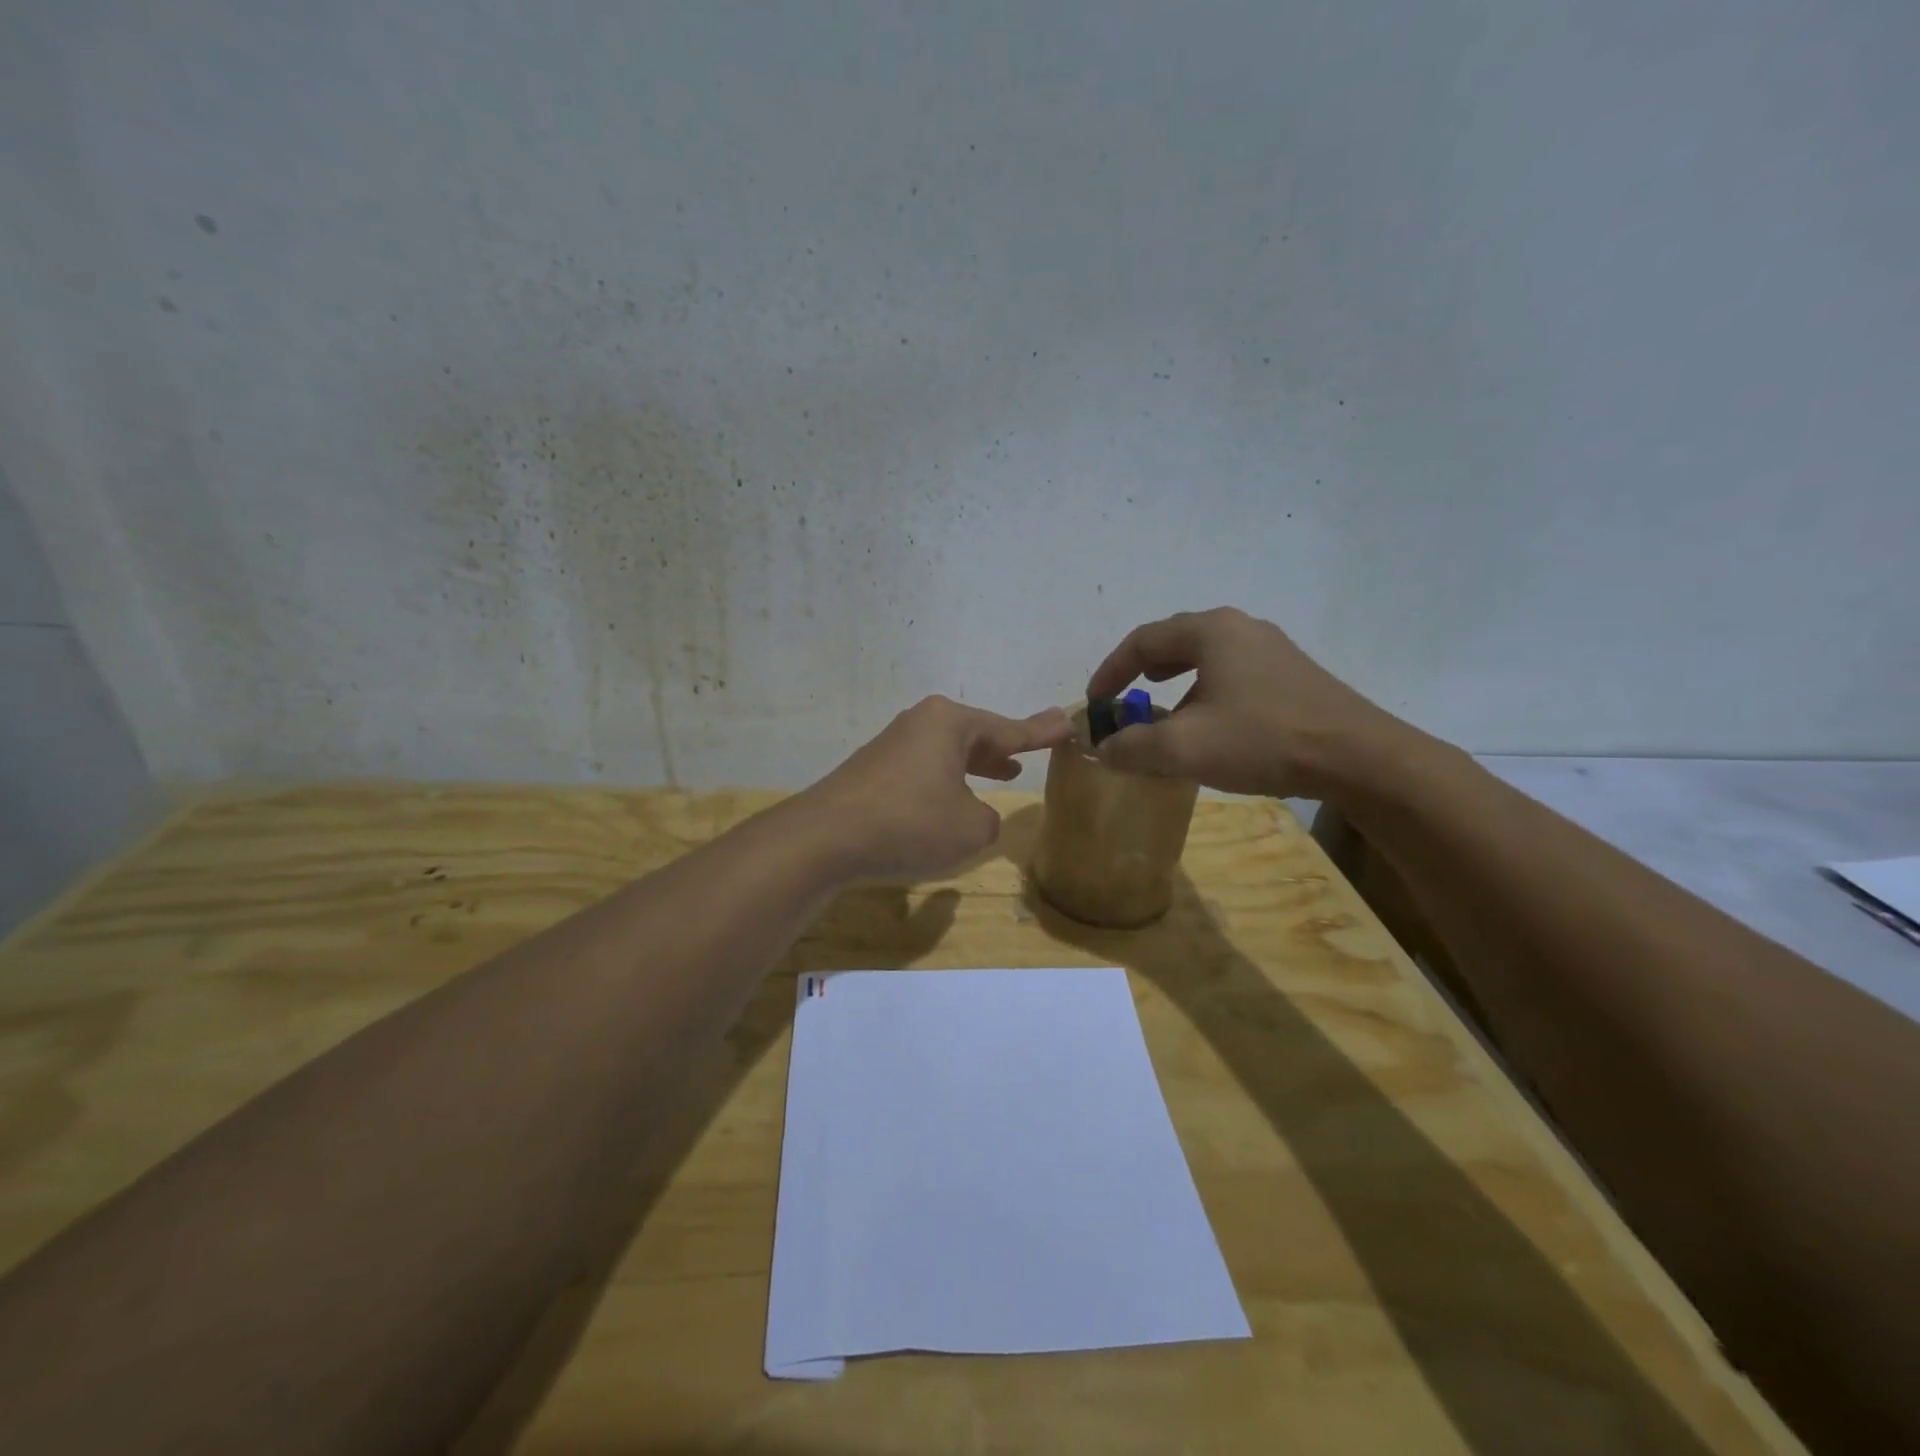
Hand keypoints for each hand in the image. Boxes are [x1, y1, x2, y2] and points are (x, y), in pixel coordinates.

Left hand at [799, 696, 1072, 880]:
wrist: (826, 838)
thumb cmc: (911, 822)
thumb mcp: (971, 828)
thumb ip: (988, 819)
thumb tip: (974, 814)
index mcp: (949, 723)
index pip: (1007, 729)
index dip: (1039, 732)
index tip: (1066, 723)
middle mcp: (920, 724)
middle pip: (974, 734)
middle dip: (1002, 747)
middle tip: (1029, 752)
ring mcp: (892, 745)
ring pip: (946, 752)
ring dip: (973, 765)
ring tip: (1000, 774)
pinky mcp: (872, 771)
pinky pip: (923, 769)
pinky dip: (945, 780)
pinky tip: (949, 801)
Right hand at [1086, 607, 1412, 797]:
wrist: (1357, 757)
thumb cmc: (1261, 740)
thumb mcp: (1184, 748)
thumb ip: (1133, 746)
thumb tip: (1102, 749)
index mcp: (1211, 631)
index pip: (1143, 641)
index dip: (1111, 671)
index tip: (1095, 702)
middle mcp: (1241, 628)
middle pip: (1176, 641)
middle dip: (1143, 670)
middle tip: (1128, 697)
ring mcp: (1273, 648)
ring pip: (1208, 657)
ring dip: (1177, 681)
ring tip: (1166, 708)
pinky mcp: (1293, 674)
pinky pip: (1234, 672)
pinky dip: (1207, 690)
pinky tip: (1213, 723)